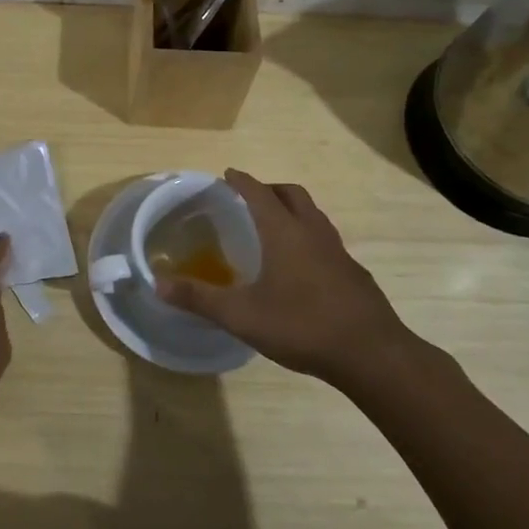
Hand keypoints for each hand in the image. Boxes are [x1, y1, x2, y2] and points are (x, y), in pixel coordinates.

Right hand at [157, 169, 419, 387]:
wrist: (371, 354)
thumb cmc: (302, 326)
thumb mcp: (241, 315)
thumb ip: (199, 298)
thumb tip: (157, 283)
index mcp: (285, 232)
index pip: (259, 193)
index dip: (242, 181)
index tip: (228, 174)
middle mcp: (313, 233)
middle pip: (293, 195)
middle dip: (270, 189)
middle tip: (250, 199)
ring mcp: (339, 252)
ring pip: (314, 216)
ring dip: (293, 212)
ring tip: (274, 230)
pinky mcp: (354, 274)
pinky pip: (327, 242)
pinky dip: (309, 239)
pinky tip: (301, 269)